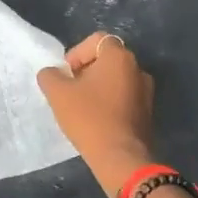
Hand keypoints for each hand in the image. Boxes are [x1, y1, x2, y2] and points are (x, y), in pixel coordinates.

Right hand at [36, 32, 156, 195]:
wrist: (120, 157)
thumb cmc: (89, 117)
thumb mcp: (58, 93)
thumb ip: (50, 75)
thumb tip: (52, 73)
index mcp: (119, 56)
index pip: (97, 40)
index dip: (77, 53)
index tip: (67, 74)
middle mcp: (138, 68)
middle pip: (107, 59)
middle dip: (86, 70)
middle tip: (70, 90)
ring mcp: (146, 91)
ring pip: (116, 79)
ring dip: (98, 87)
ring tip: (82, 106)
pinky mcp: (147, 112)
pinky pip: (124, 97)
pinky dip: (110, 102)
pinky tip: (96, 120)